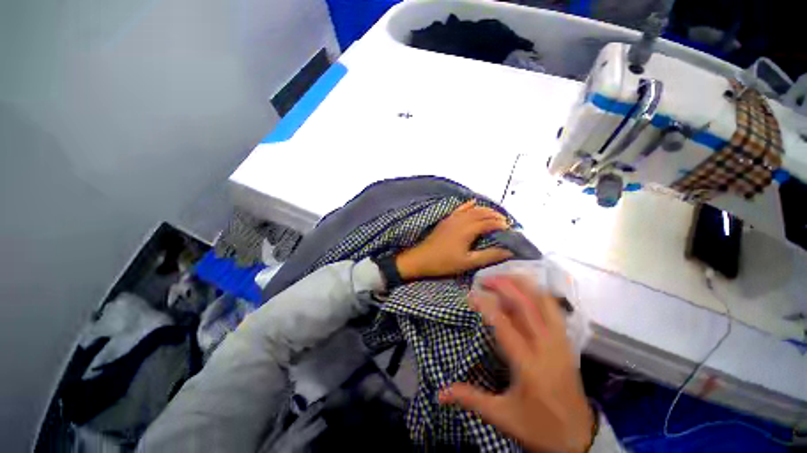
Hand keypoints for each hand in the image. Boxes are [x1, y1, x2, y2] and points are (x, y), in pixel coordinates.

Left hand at [395, 200, 513, 279]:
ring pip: (472, 209)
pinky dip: (468, 205)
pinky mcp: (446, 220)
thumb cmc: (444, 262)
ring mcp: (452, 218)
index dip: (501, 225)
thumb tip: (509, 251)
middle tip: (506, 222)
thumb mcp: (468, 262)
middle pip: (482, 213)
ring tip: (495, 214)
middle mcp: (461, 220)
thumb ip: (489, 256)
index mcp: (467, 230)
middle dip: (495, 216)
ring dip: (485, 210)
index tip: (511, 229)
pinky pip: (459, 209)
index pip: (489, 223)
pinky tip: (473, 202)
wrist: (421, 258)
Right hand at [439, 275, 594, 452]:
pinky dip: (539, 294)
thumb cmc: (539, 428)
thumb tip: (440, 393)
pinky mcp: (567, 343)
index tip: (470, 294)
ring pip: (545, 302)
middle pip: (527, 304)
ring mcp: (560, 342)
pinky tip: (527, 291)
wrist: (580, 439)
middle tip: (485, 279)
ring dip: (524, 285)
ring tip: (504, 278)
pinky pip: (554, 309)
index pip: (504, 324)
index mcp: (528, 364)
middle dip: (504, 285)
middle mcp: (546, 346)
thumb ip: (471, 399)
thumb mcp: (502, 417)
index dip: (485, 305)